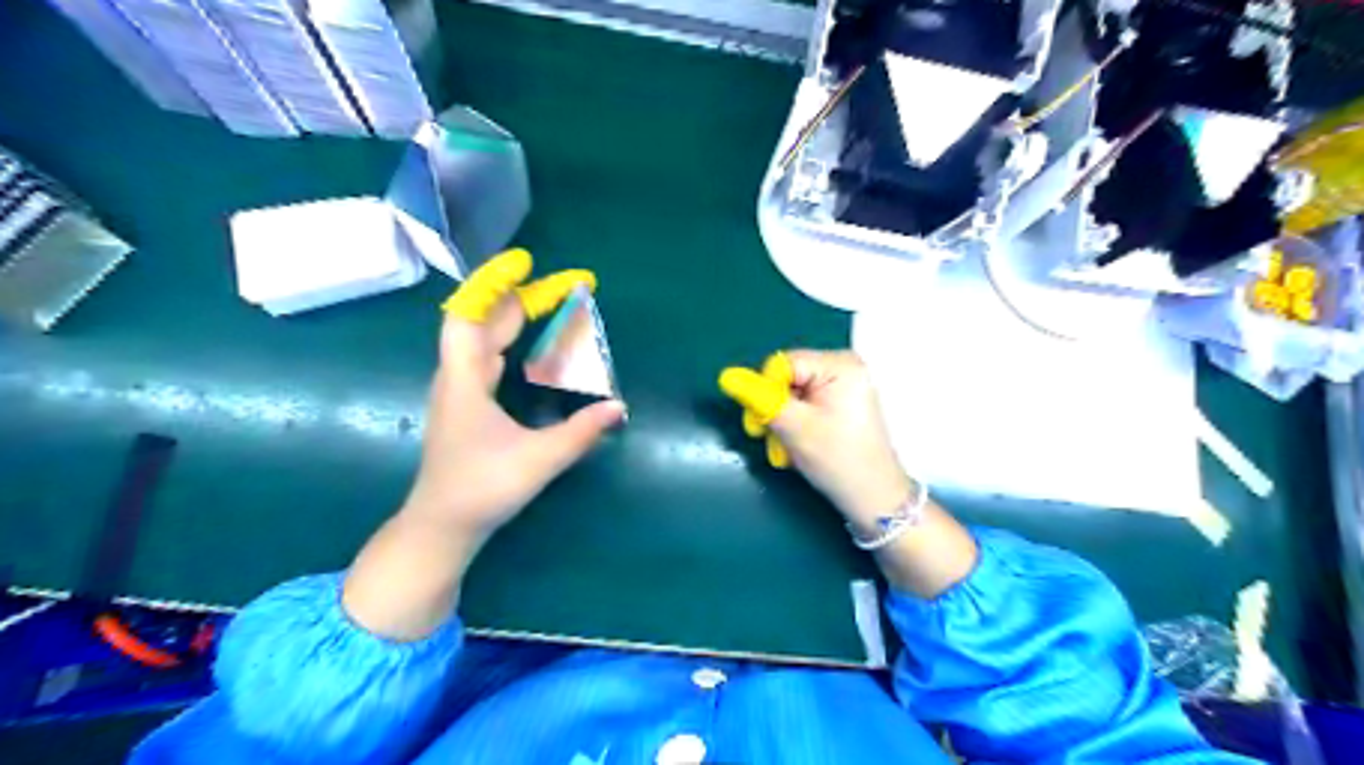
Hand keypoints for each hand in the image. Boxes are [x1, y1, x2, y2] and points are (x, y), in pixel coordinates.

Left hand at [410, 248, 627, 539]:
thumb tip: (618, 406)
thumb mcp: (538, 460)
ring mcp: (458, 393)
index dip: (493, 285)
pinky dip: (505, 343)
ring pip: (480, 341)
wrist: (442, 526)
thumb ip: (581, 433)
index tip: (524, 264)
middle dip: (518, 299)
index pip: (468, 315)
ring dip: (510, 320)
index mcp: (465, 380)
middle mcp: (457, 378)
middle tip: (559, 288)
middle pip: (482, 323)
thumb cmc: (482, 488)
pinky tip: (521, 349)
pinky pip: (483, 360)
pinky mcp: (465, 407)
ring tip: (544, 306)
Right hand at [717, 354, 907, 531]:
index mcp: (839, 364)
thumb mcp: (793, 428)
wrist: (874, 499)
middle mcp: (843, 367)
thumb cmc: (838, 461)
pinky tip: (799, 446)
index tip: (762, 425)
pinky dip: (795, 425)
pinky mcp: (839, 403)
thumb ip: (759, 398)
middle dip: (773, 409)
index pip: (781, 364)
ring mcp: (843, 386)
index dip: (765, 392)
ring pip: (791, 394)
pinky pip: (803, 405)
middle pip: (786, 378)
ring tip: (787, 449)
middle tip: (772, 439)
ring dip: (781, 422)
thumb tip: (726, 376)